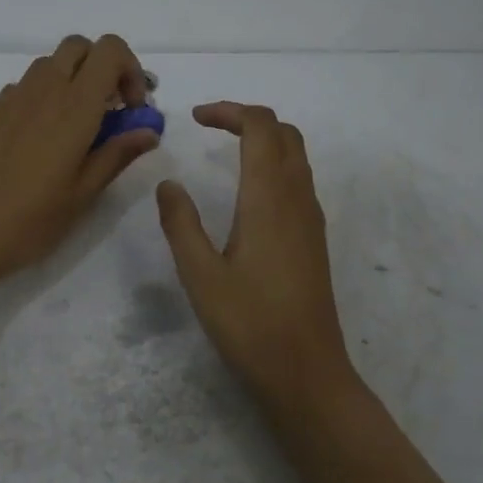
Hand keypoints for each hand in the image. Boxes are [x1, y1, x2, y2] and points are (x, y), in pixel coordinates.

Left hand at [0, 35, 159, 288]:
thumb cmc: (33, 219)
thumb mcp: (85, 192)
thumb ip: (118, 153)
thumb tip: (149, 131)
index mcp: (74, 106)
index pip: (110, 50)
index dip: (130, 70)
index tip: (132, 109)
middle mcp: (44, 90)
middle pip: (80, 46)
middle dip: (103, 67)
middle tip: (110, 110)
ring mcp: (13, 98)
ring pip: (51, 63)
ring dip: (73, 79)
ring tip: (78, 126)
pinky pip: (26, 85)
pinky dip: (45, 95)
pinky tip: (43, 137)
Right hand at [156, 103, 355, 411]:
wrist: (306, 371)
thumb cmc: (249, 323)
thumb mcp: (200, 275)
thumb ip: (181, 224)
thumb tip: (168, 183)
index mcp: (269, 199)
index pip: (261, 128)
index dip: (229, 111)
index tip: (195, 118)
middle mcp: (297, 199)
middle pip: (284, 133)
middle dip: (248, 118)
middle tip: (210, 127)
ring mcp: (311, 219)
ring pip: (296, 156)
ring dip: (264, 140)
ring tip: (226, 149)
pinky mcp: (314, 239)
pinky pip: (299, 181)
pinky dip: (274, 165)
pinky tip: (248, 191)